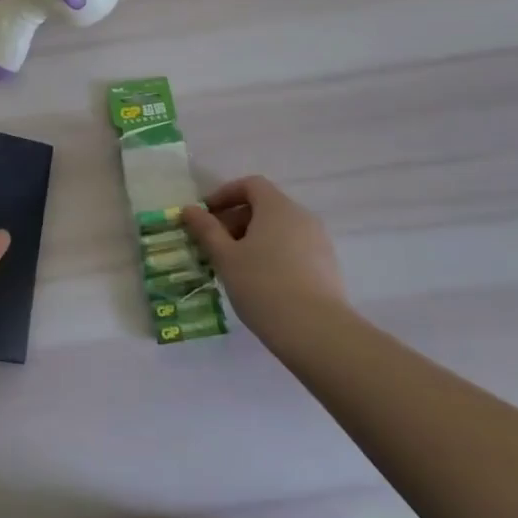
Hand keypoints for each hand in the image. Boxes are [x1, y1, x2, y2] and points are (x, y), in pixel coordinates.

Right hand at [184, 176, 348, 357]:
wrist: (316, 332)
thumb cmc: (263, 285)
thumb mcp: (225, 257)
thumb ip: (206, 229)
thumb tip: (190, 210)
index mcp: (277, 207)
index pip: (250, 185)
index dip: (224, 195)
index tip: (205, 216)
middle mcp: (302, 216)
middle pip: (265, 206)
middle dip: (236, 220)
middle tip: (215, 245)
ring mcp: (319, 242)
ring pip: (280, 229)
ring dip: (254, 239)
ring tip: (235, 266)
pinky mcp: (328, 267)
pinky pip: (294, 249)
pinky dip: (274, 255)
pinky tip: (261, 282)